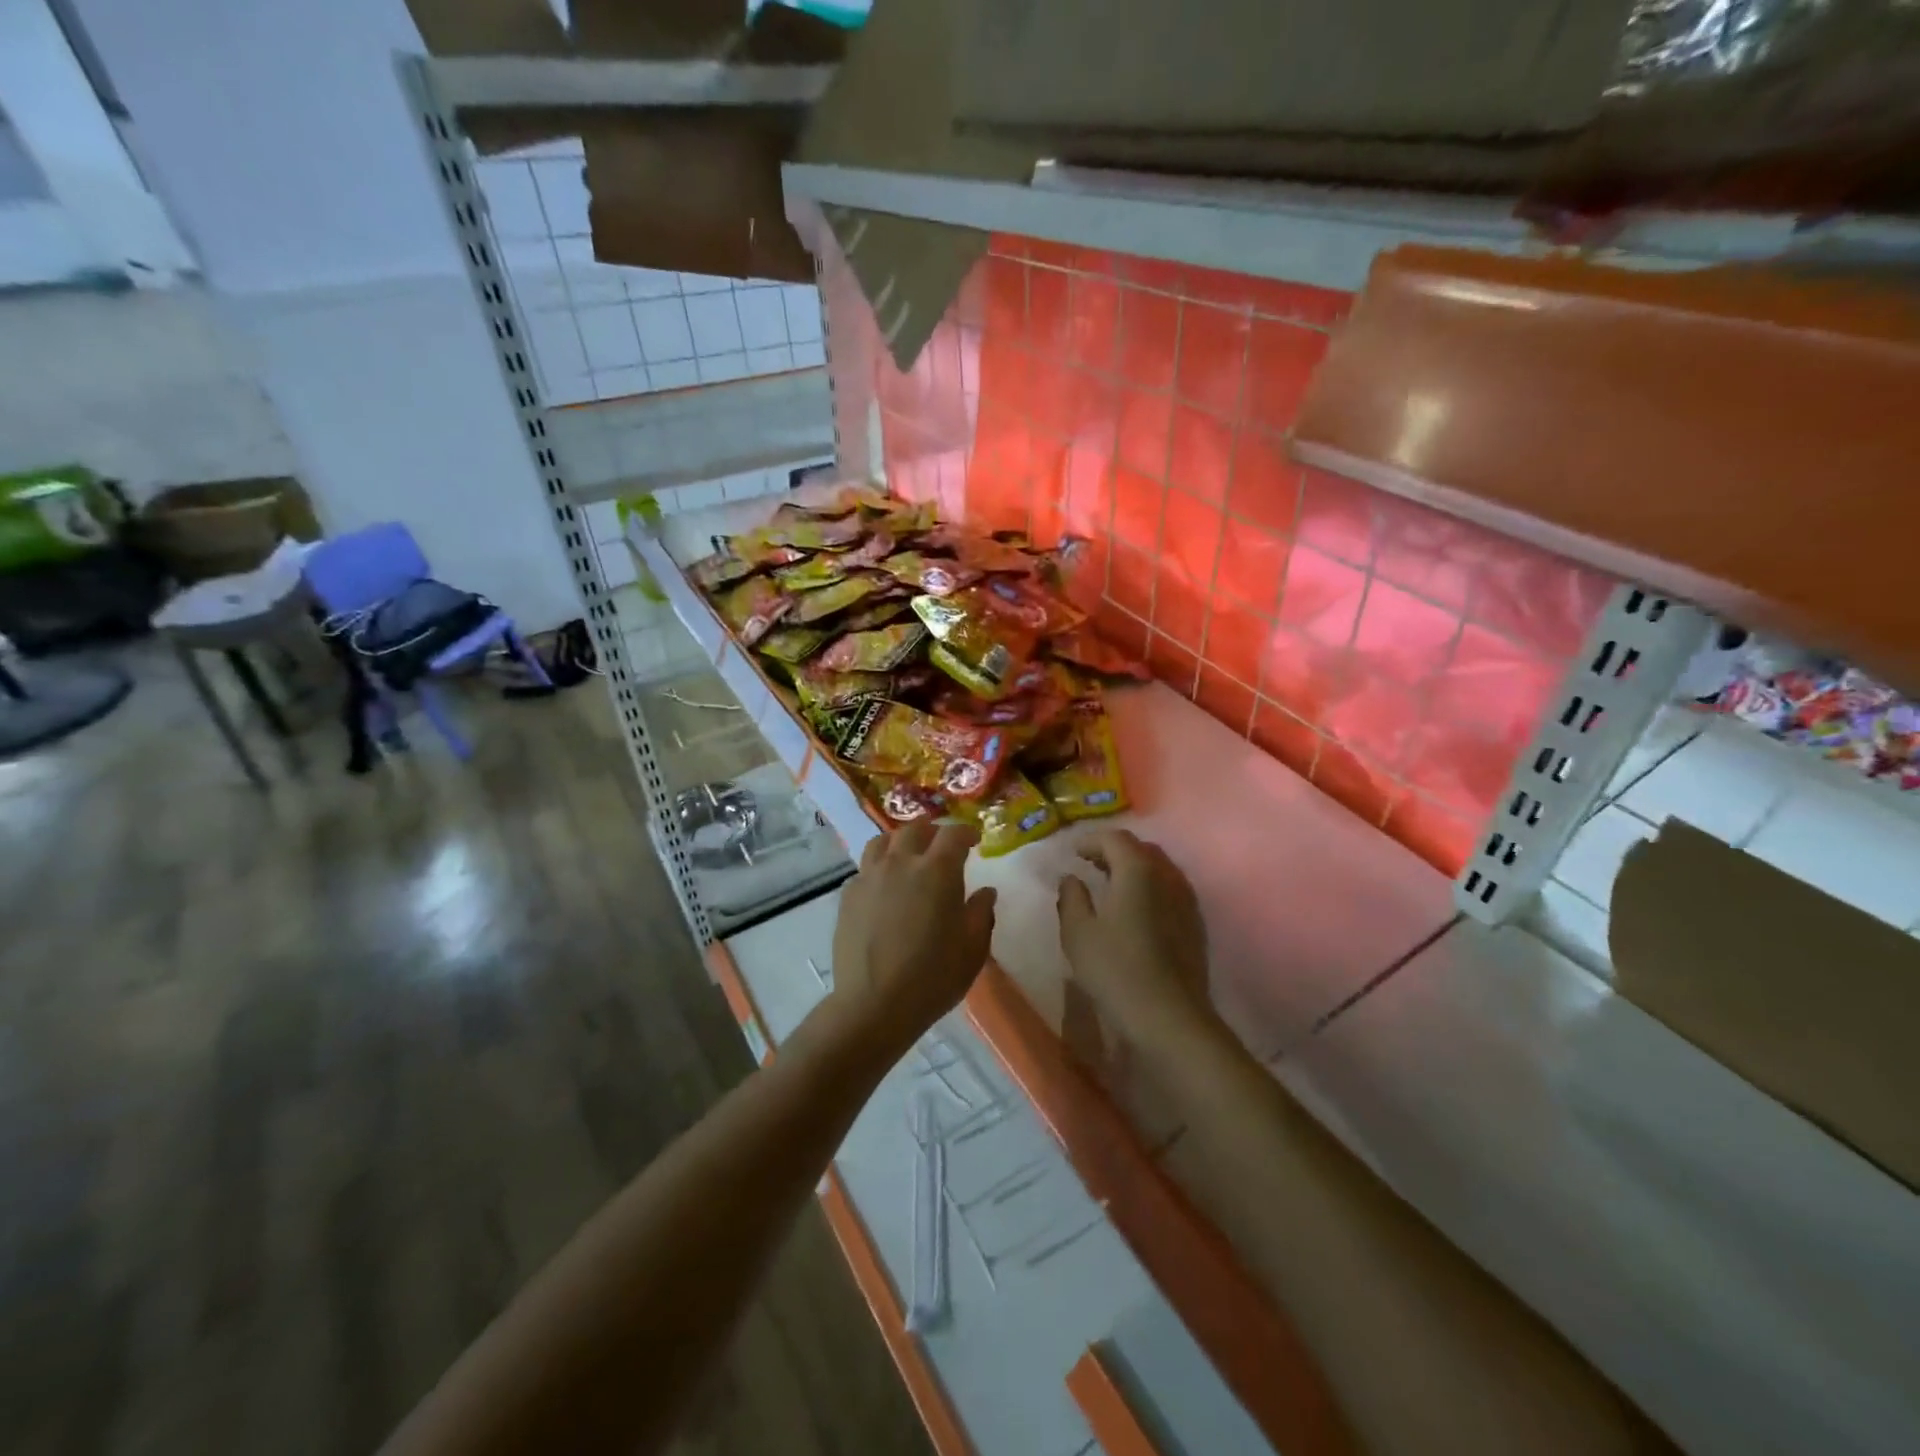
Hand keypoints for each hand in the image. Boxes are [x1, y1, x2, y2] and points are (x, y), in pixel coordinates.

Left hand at [827, 823, 996, 1061]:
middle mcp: (901, 863)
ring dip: (900, 842)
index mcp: (937, 871)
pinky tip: (883, 887)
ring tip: (908, 856)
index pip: (953, 834)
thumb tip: (986, 892)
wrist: (873, 1004)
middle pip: (915, 829)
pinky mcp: (848, 895)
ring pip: (882, 841)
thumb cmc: (933, 977)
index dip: (966, 832)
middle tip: (942, 846)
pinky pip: (865, 868)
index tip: (974, 840)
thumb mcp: (972, 949)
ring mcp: (870, 877)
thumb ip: (981, 913)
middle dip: (932, 832)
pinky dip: (878, 868)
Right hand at [1056, 829, 1217, 1051]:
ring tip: (1110, 885)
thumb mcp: (1078, 933)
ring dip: (1133, 869)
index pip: (1115, 838)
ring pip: (1158, 870)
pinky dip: (1149, 888)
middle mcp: (1167, 876)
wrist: (1171, 1018)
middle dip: (1113, 851)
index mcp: (1138, 870)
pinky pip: (1169, 890)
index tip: (1072, 853)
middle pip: (1140, 849)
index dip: (1091, 840)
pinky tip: (1134, 910)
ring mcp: (1186, 900)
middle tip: (1090, 864)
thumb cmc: (1117, 971)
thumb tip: (1071, 877)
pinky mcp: (1195, 924)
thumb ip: (1071, 897)